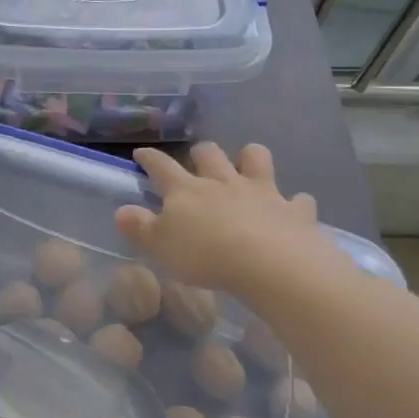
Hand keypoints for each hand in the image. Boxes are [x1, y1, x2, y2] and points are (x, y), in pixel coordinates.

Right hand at [114, 143, 349, 293]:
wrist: (270, 264)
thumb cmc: (205, 255)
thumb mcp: (160, 246)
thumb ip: (139, 227)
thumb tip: (121, 211)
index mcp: (186, 190)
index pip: (161, 166)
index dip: (149, 158)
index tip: (141, 154)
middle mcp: (223, 182)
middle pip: (209, 153)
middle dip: (201, 153)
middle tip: (197, 162)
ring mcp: (262, 192)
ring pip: (256, 159)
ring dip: (249, 158)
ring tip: (246, 168)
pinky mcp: (294, 210)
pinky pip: (298, 199)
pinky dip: (294, 203)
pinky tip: (291, 210)